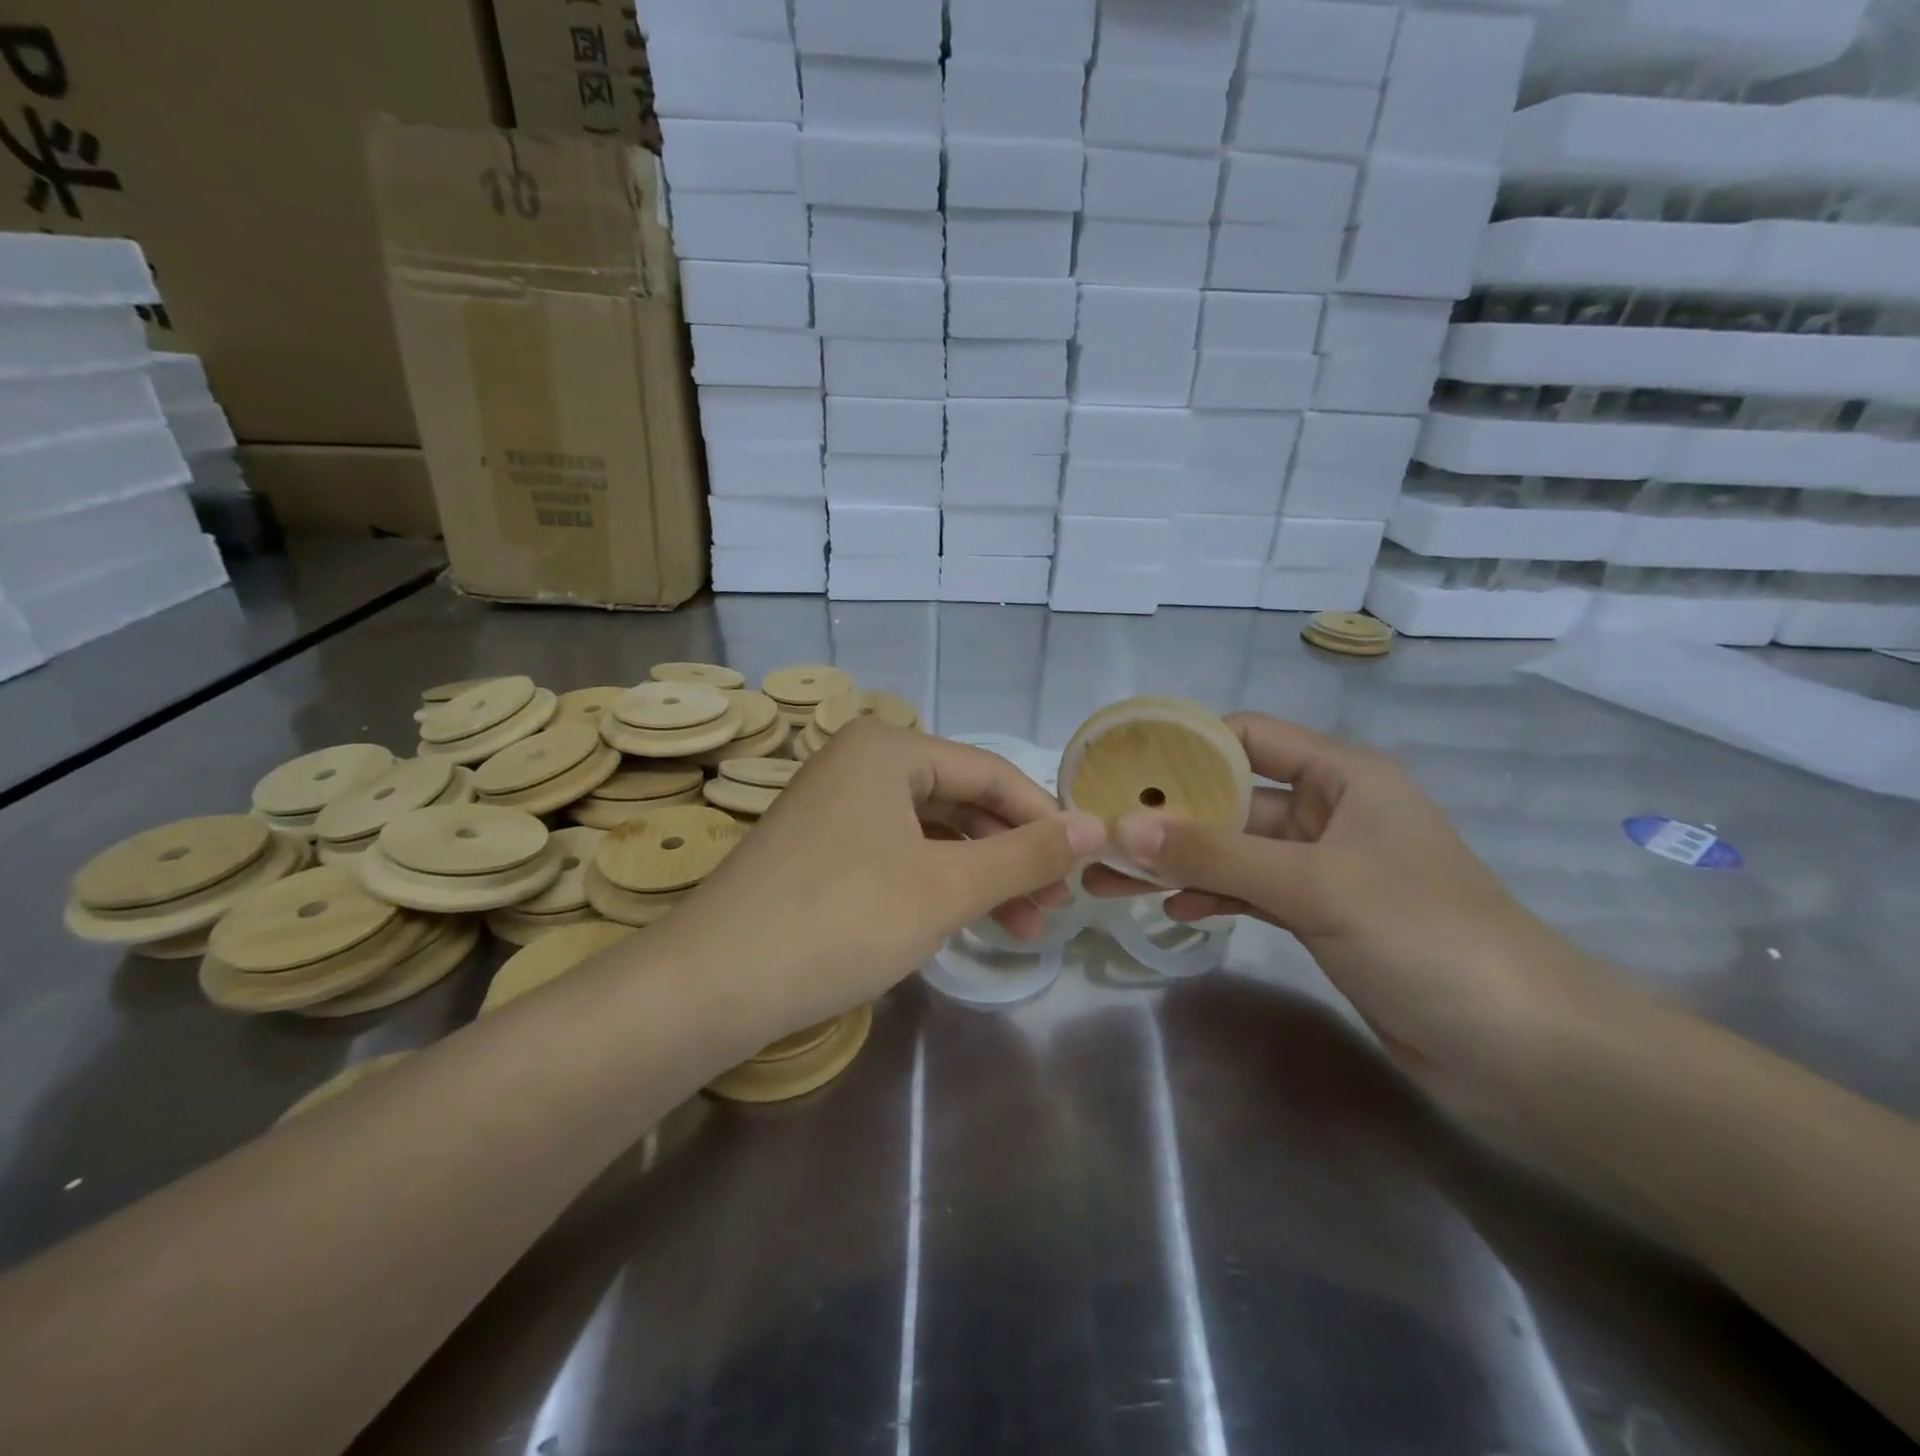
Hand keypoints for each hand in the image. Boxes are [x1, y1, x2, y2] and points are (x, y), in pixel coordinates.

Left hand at [668, 720, 1105, 1045]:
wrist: (713, 983)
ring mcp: (833, 805)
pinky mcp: (818, 848)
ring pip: (930, 833)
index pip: (991, 773)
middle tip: (1052, 908)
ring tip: (1019, 927)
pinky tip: (961, 920)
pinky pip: (896, 853)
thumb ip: (1026, 855)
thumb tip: (1096, 827)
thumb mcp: (947, 887)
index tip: (1084, 866)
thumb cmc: (842, 919)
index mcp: (888, 748)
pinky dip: (935, 884)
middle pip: (960, 801)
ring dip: (978, 876)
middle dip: (1011, 855)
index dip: (1044, 819)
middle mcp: (859, 762)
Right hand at [1084, 713, 1599, 1085]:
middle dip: (1169, 816)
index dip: (1185, 745)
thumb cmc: (1426, 937)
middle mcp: (1330, 812)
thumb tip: (1121, 827)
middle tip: (1102, 832)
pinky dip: (1212, 896)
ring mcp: (1325, 867)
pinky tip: (1173, 910)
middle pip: (1232, 798)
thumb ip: (1216, 853)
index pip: (1248, 738)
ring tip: (1114, 878)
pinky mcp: (1322, 916)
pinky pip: (1251, 891)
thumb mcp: (1314, 884)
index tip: (1122, 764)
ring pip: (1236, 851)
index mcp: (1343, 777)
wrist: (1524, 1051)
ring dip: (1180, 862)